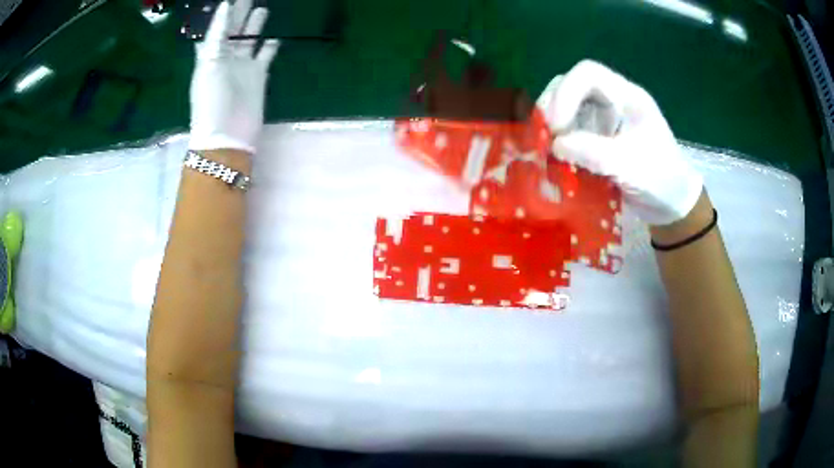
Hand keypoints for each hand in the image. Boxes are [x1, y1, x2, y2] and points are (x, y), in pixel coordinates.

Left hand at [188, 0, 279, 153]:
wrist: (227, 133)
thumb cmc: (211, 99)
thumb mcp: (209, 63)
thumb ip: (218, 34)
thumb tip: (225, 5)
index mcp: (210, 55)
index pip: (217, 28)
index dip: (223, 14)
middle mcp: (226, 57)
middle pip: (234, 30)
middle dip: (240, 13)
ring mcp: (243, 66)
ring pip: (249, 40)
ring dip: (254, 26)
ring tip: (262, 9)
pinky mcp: (258, 75)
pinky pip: (265, 56)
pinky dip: (270, 47)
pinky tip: (275, 38)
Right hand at [537, 60, 701, 225]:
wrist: (673, 203)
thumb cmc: (661, 179)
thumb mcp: (629, 165)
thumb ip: (593, 152)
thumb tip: (555, 144)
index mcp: (627, 96)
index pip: (588, 73)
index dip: (566, 92)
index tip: (556, 126)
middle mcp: (612, 100)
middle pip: (571, 84)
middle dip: (553, 106)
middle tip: (544, 135)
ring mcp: (604, 118)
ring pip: (567, 106)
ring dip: (552, 124)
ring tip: (546, 147)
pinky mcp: (598, 137)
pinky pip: (571, 129)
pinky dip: (558, 140)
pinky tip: (554, 156)